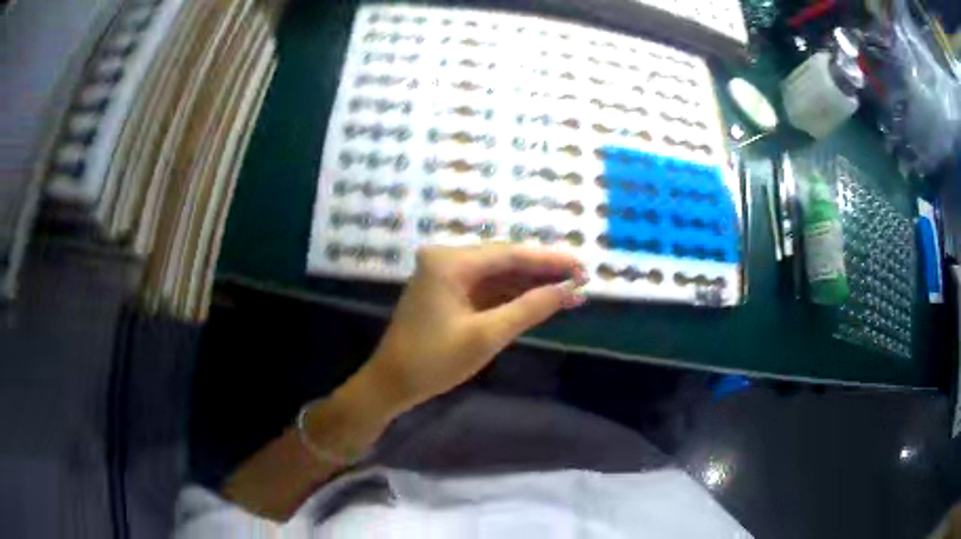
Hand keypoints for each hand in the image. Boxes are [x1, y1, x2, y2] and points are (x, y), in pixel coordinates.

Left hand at [359, 244, 586, 417]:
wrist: (391, 384)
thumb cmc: (434, 361)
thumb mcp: (486, 336)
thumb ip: (529, 308)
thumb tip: (569, 291)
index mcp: (450, 262)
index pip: (510, 254)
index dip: (549, 261)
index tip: (582, 267)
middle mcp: (446, 259)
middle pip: (504, 260)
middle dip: (542, 271)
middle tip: (581, 279)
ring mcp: (445, 275)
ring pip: (497, 274)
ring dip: (530, 283)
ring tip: (568, 289)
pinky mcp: (447, 291)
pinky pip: (486, 287)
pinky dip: (511, 295)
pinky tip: (538, 298)